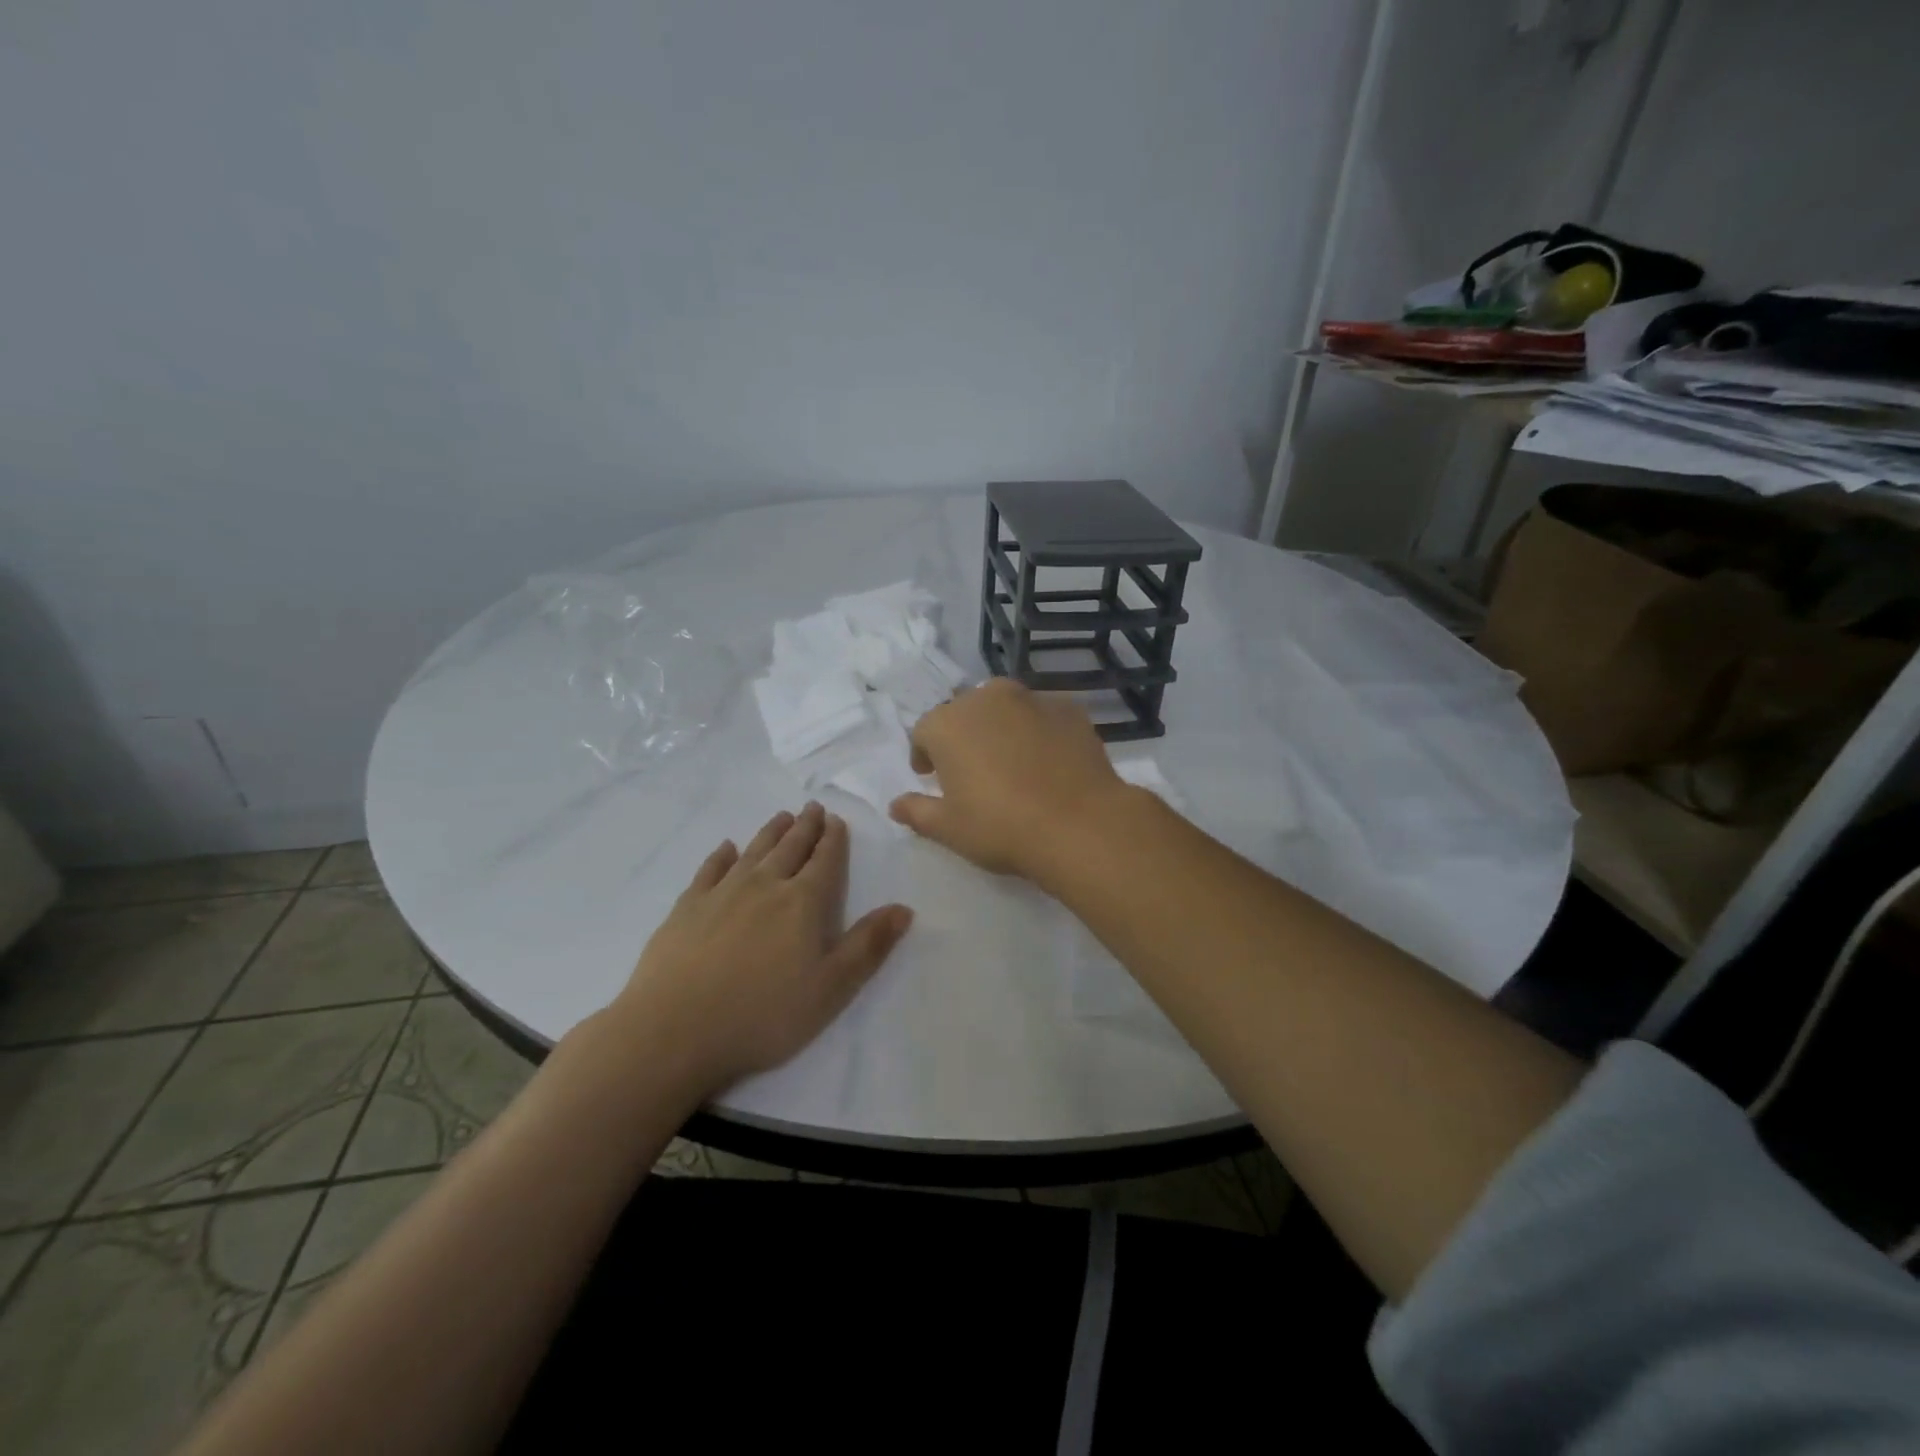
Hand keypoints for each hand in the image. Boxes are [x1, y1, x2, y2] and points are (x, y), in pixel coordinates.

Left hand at [612, 802, 911, 1096]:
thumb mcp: (831, 989)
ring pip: (753, 851)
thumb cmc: (763, 1015)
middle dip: (805, 827)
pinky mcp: (687, 907)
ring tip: (782, 817)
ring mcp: (721, 893)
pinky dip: (721, 855)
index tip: (836, 821)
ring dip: (770, 832)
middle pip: (790, 848)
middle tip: (812, 808)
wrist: (674, 1031)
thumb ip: (868, 946)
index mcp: (803, 903)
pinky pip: (709, 869)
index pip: (825, 861)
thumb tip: (904, 908)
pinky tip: (726, 848)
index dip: (833, 840)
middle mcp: (765, 885)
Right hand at [888, 678, 1131, 878]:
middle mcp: (987, 699)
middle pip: (965, 713)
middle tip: (972, 771)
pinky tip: (1048, 762)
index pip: (924, 732)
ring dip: (1001, 728)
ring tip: (1011, 763)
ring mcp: (1032, 700)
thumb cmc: (1001, 827)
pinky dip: (1039, 732)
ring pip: (1006, 708)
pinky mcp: (1069, 709)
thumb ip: (917, 811)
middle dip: (963, 737)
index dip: (924, 755)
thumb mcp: (948, 829)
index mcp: (948, 723)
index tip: (931, 777)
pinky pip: (1043, 717)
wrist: (1079, 824)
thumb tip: (895, 805)